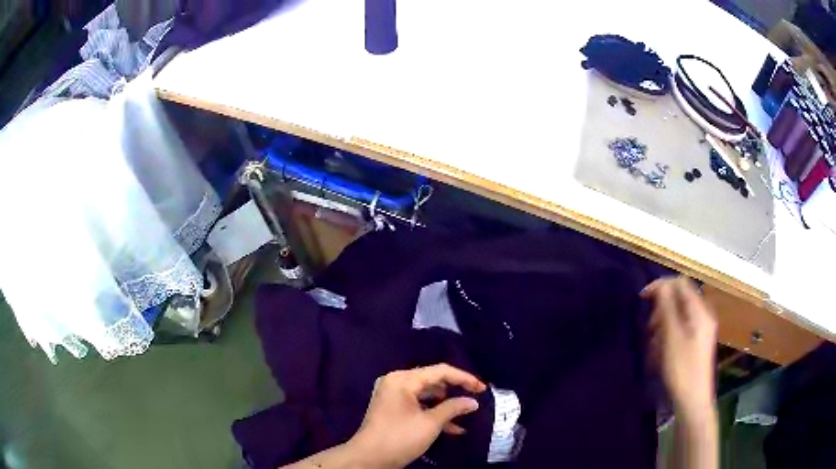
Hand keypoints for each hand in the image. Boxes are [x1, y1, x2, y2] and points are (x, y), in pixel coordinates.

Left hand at [348, 364, 486, 467]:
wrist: (368, 458)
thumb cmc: (400, 438)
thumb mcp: (430, 423)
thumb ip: (453, 408)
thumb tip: (472, 402)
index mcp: (403, 379)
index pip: (440, 371)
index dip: (464, 378)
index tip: (482, 388)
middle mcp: (396, 382)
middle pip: (432, 381)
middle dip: (455, 391)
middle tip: (476, 398)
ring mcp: (392, 395)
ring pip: (426, 395)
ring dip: (445, 405)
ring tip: (465, 415)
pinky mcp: (392, 408)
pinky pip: (417, 405)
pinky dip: (433, 413)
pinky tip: (452, 428)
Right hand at [641, 277, 717, 415]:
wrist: (693, 400)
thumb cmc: (682, 369)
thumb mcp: (671, 337)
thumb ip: (666, 308)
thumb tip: (660, 286)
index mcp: (700, 310)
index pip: (680, 284)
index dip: (661, 286)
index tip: (642, 299)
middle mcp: (703, 315)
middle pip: (679, 299)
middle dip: (661, 310)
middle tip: (649, 329)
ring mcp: (700, 329)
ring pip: (677, 315)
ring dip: (662, 325)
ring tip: (654, 344)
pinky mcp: (696, 342)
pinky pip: (679, 329)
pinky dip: (667, 335)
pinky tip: (660, 352)